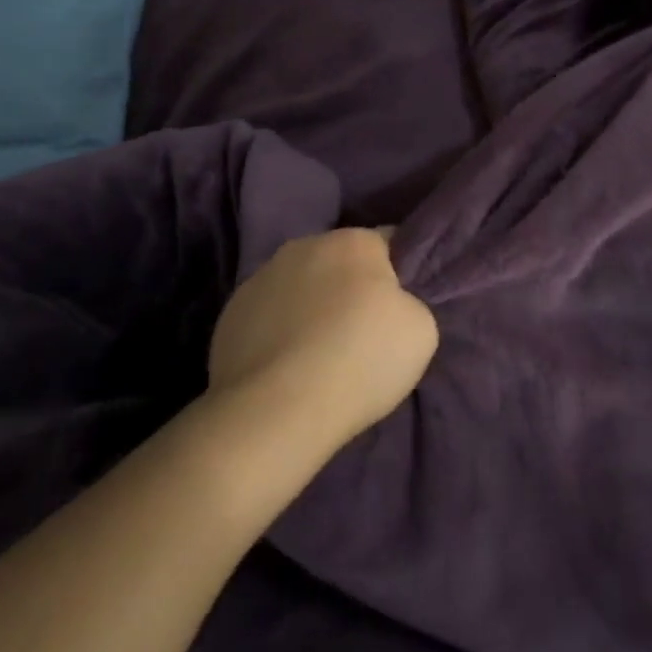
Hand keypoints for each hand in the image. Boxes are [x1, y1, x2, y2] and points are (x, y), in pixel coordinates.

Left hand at [208, 228, 438, 447]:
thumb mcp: (421, 331)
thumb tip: (389, 304)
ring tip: (317, 354)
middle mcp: (304, 246)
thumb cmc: (361, 361)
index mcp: (353, 241)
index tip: (399, 308)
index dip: (398, 275)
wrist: (277, 410)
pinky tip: (285, 366)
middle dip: (350, 288)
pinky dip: (278, 331)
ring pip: (299, 285)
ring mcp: (260, 277)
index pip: (388, 243)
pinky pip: (268, 314)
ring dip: (311, 306)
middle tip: (360, 333)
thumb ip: (408, 302)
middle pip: (339, 261)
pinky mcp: (229, 313)